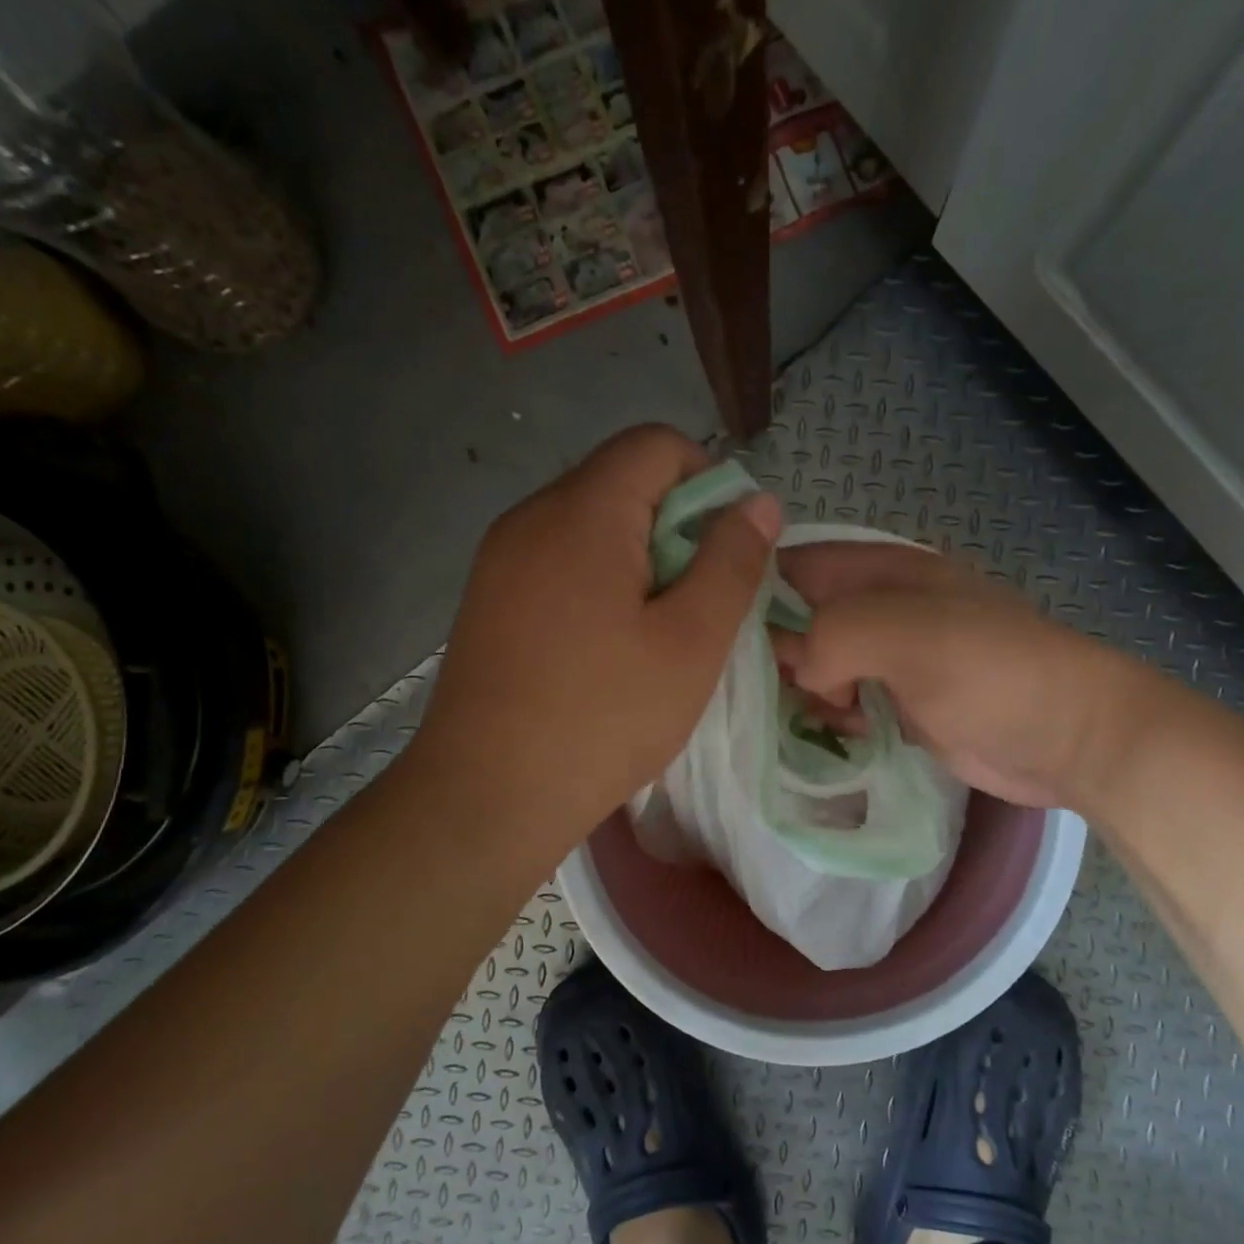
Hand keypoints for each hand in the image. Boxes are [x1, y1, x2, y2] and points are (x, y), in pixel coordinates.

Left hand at [412, 425, 780, 864]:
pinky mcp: (488, 598)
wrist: (485, 799)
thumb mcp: (691, 642)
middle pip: (621, 480)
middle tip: (699, 602)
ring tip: (658, 631)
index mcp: (583, 513)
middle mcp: (531, 516)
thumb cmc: (602, 719)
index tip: (728, 550)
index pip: (656, 444)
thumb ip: (732, 562)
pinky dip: (599, 581)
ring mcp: (500, 558)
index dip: (709, 481)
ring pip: (590, 524)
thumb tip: (758, 502)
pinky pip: (558, 560)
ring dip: (640, 558)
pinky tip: (608, 647)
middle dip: (676, 526)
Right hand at [774, 543, 1156, 813]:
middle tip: (761, 690)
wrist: (1070, 737)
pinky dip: (831, 717)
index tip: (718, 633)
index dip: (753, 588)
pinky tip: (837, 733)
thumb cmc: (991, 671)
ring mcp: (892, 658)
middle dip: (776, 651)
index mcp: (882, 571)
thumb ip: (834, 635)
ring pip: (818, 665)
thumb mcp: (907, 634)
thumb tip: (802, 669)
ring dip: (804, 690)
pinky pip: (844, 702)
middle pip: (801, 618)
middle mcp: (881, 608)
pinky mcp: (901, 704)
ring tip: (814, 714)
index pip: (795, 563)